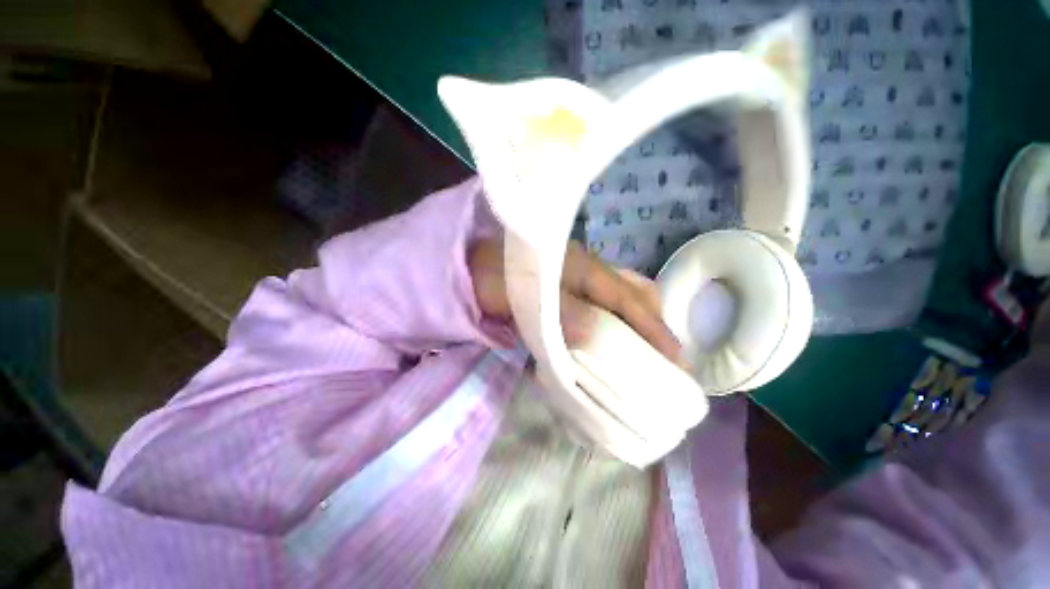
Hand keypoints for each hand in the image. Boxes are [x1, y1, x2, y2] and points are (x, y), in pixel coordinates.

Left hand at [469, 238, 681, 363]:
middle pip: (633, 298)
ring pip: (618, 304)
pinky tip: (611, 344)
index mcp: (584, 269)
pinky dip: (610, 326)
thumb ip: (565, 313)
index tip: (678, 359)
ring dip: (634, 328)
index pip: (629, 300)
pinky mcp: (566, 295)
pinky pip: (598, 309)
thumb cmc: (496, 276)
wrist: (471, 266)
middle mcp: (588, 274)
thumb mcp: (531, 295)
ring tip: (646, 357)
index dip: (654, 328)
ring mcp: (577, 283)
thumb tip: (598, 338)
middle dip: (653, 326)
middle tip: (666, 360)